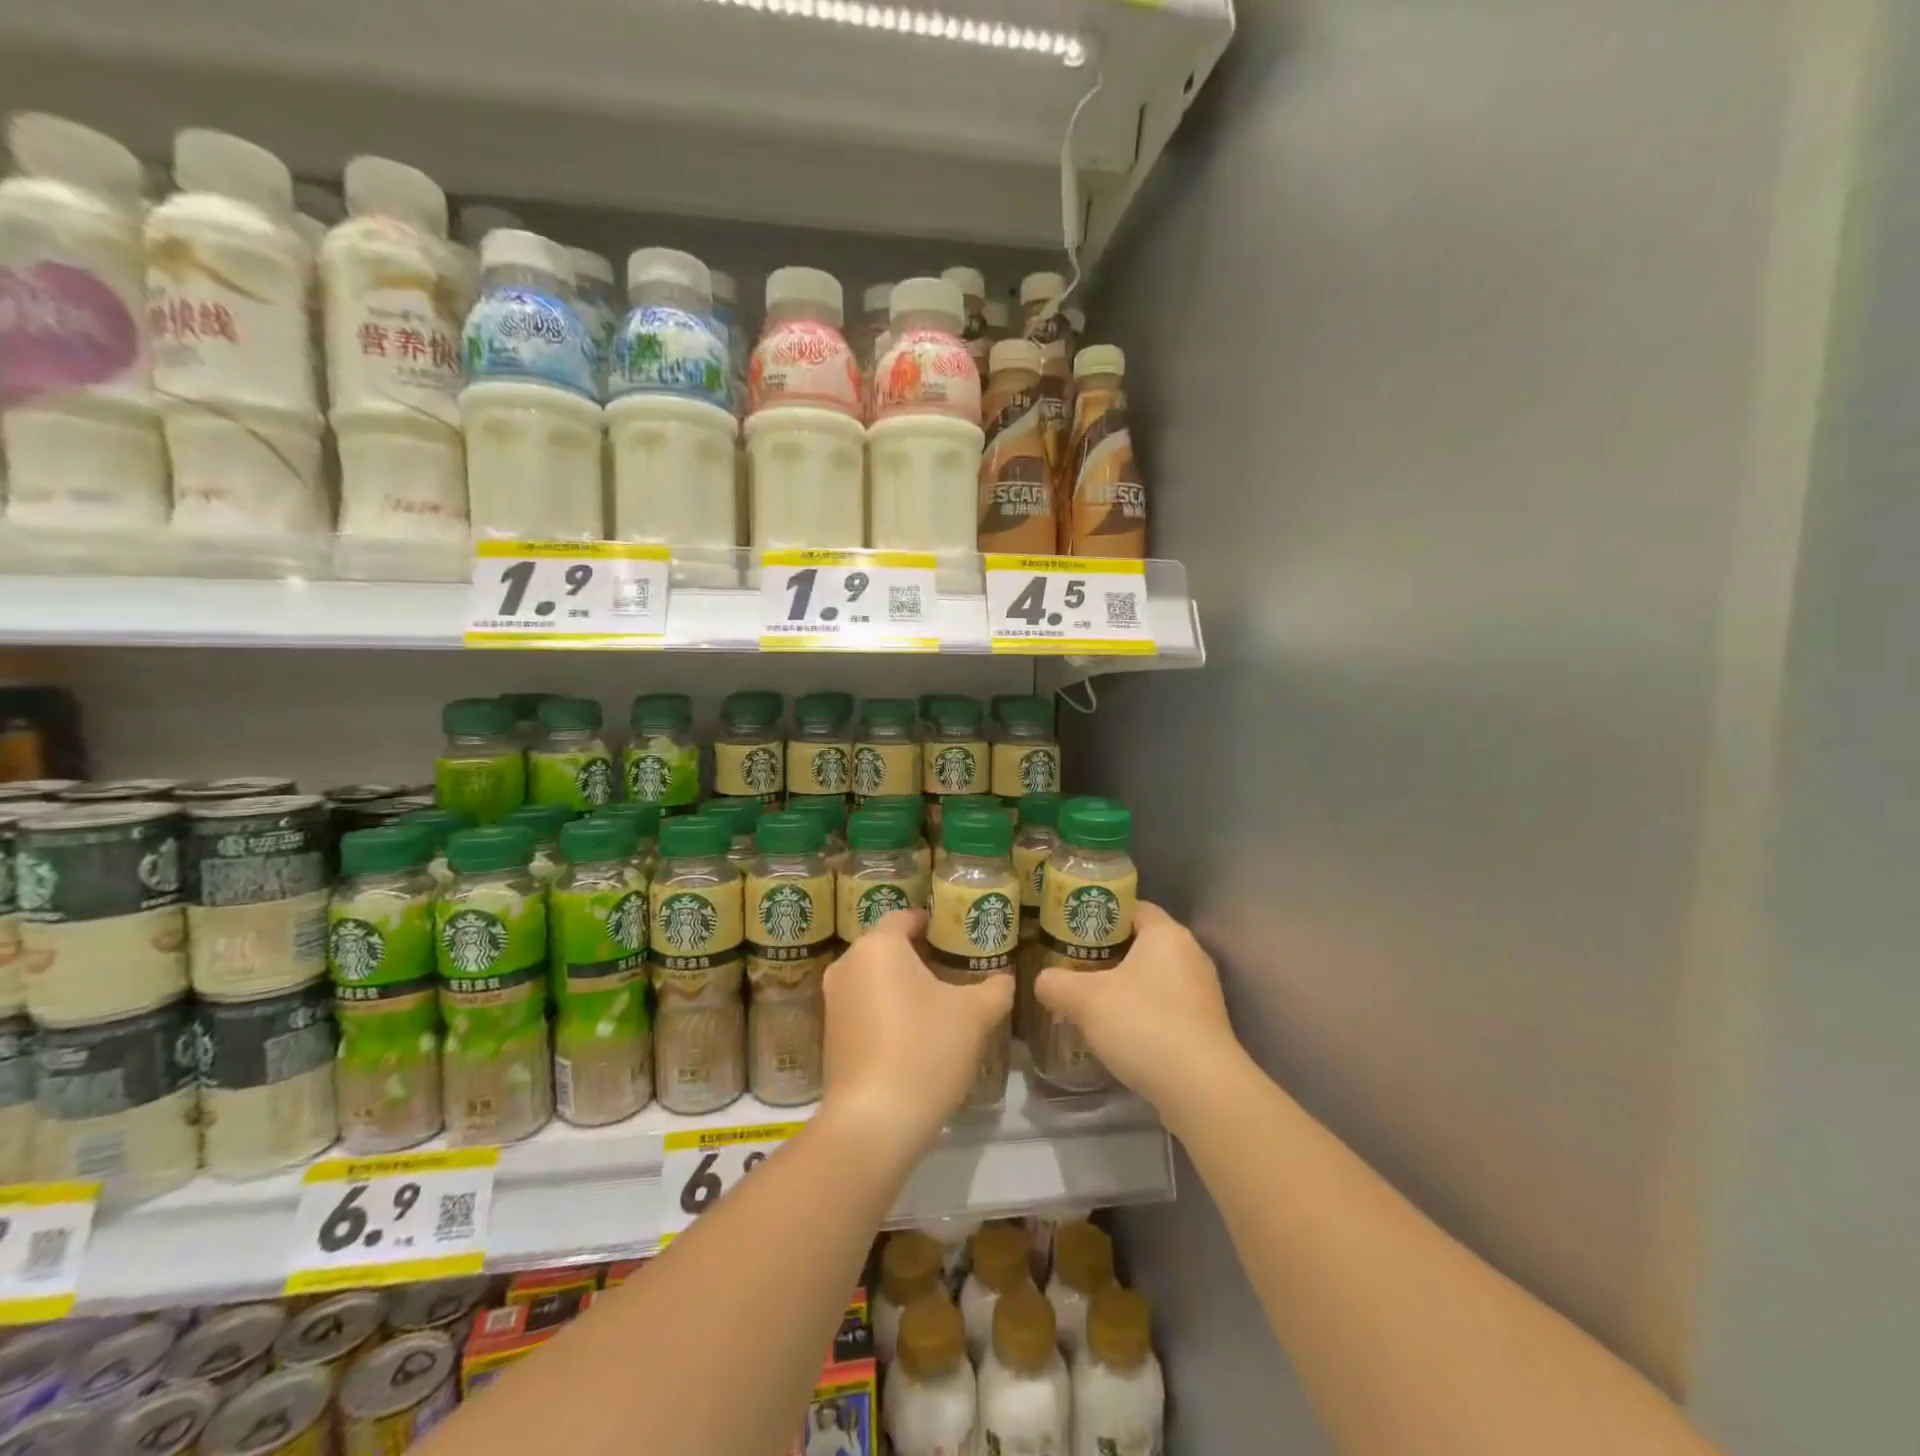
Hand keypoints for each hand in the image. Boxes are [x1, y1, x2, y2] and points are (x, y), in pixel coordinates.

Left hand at [822, 910, 1014, 1156]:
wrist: (873, 1122)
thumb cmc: (925, 1049)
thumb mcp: (974, 1015)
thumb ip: (994, 989)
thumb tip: (1003, 979)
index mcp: (878, 946)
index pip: (905, 917)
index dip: (932, 923)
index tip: (956, 936)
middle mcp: (847, 965)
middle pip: (887, 947)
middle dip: (919, 955)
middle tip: (954, 969)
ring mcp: (833, 1001)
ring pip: (874, 978)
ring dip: (903, 985)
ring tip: (938, 1003)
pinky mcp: (830, 1035)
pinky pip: (863, 1006)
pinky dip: (886, 1010)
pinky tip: (914, 1034)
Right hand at [1034, 901, 1240, 1116]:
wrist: (1201, 1089)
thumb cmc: (1143, 1024)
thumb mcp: (1085, 1000)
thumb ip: (1056, 983)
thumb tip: (1043, 981)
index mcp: (1166, 934)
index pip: (1131, 908)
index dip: (1100, 916)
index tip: (1072, 931)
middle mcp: (1191, 954)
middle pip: (1142, 942)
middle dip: (1108, 953)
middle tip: (1074, 965)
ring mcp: (1202, 992)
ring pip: (1154, 976)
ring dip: (1125, 986)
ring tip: (1091, 1000)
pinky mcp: (1205, 1026)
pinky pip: (1166, 1005)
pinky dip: (1143, 1011)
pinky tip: (1119, 1031)